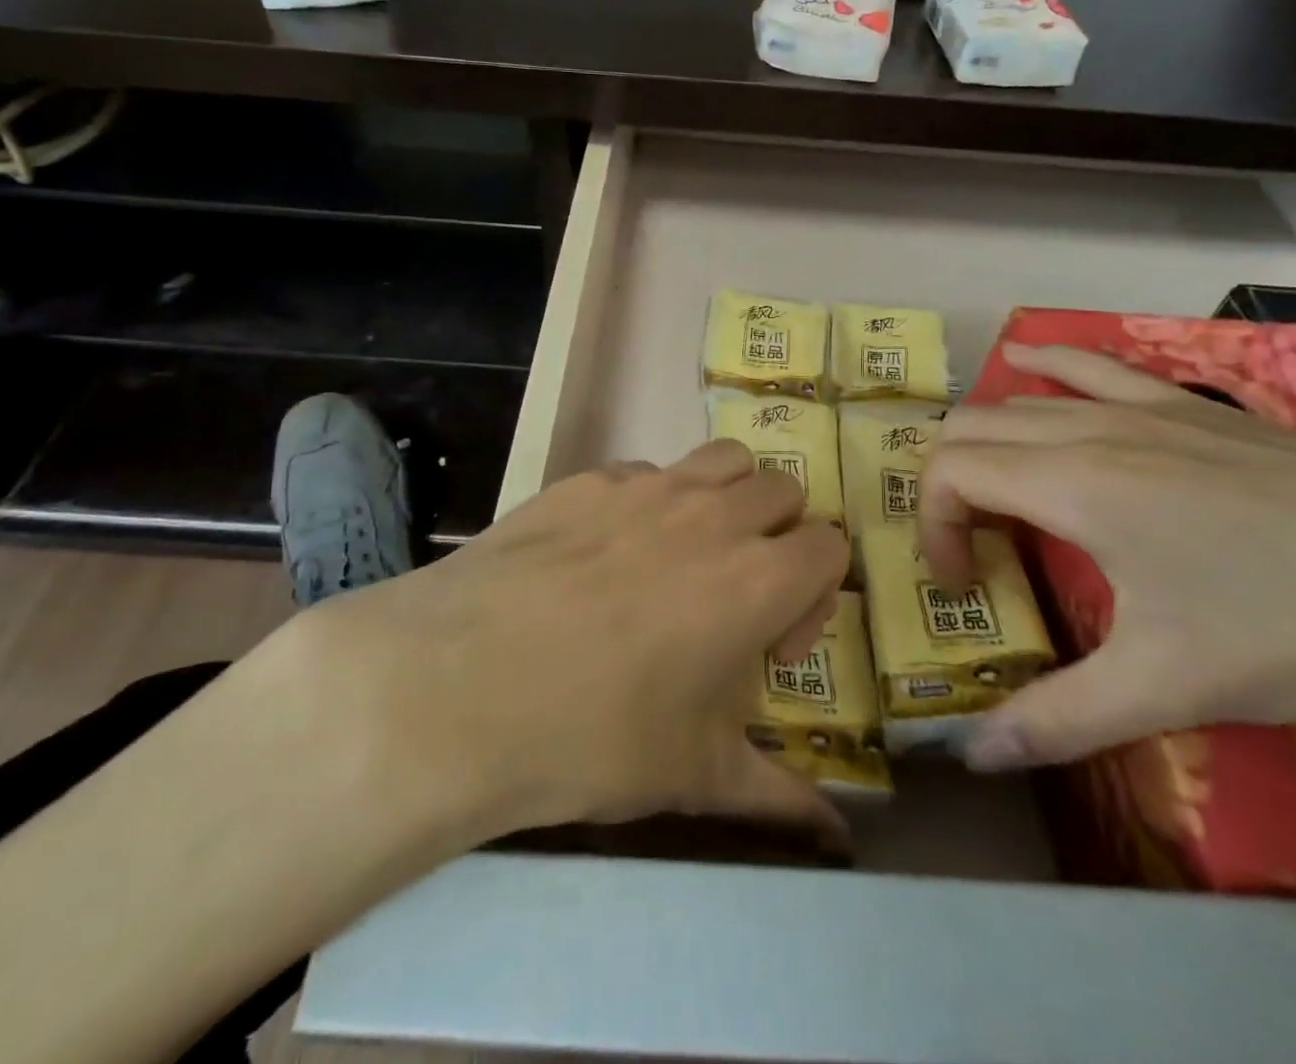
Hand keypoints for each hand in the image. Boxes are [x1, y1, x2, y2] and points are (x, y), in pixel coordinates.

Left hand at [295, 439, 849, 844]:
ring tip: (684, 554)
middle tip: (732, 592)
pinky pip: (645, 472)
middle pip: (782, 490)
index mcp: (758, 578)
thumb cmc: (593, 736)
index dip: (815, 593)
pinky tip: (604, 554)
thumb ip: (779, 797)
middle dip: (776, 535)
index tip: (771, 643)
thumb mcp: (696, 775)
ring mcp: (647, 486)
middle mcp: (714, 514)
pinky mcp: (587, 478)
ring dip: (725, 497)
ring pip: (723, 460)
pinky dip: (650, 501)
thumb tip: (836, 836)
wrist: (458, 686)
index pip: (830, 546)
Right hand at [922, 345, 1295, 769]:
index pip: (950, 473)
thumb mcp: (1171, 687)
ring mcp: (1141, 405)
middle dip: (947, 486)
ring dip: (985, 440)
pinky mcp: (1187, 403)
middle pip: (970, 428)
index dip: (931, 527)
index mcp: (1072, 484)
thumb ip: (1060, 719)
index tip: (962, 585)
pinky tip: (1026, 361)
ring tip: (994, 493)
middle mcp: (1089, 429)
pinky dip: (1043, 364)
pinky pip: (1089, 366)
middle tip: (974, 550)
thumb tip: (973, 754)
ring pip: (1019, 399)